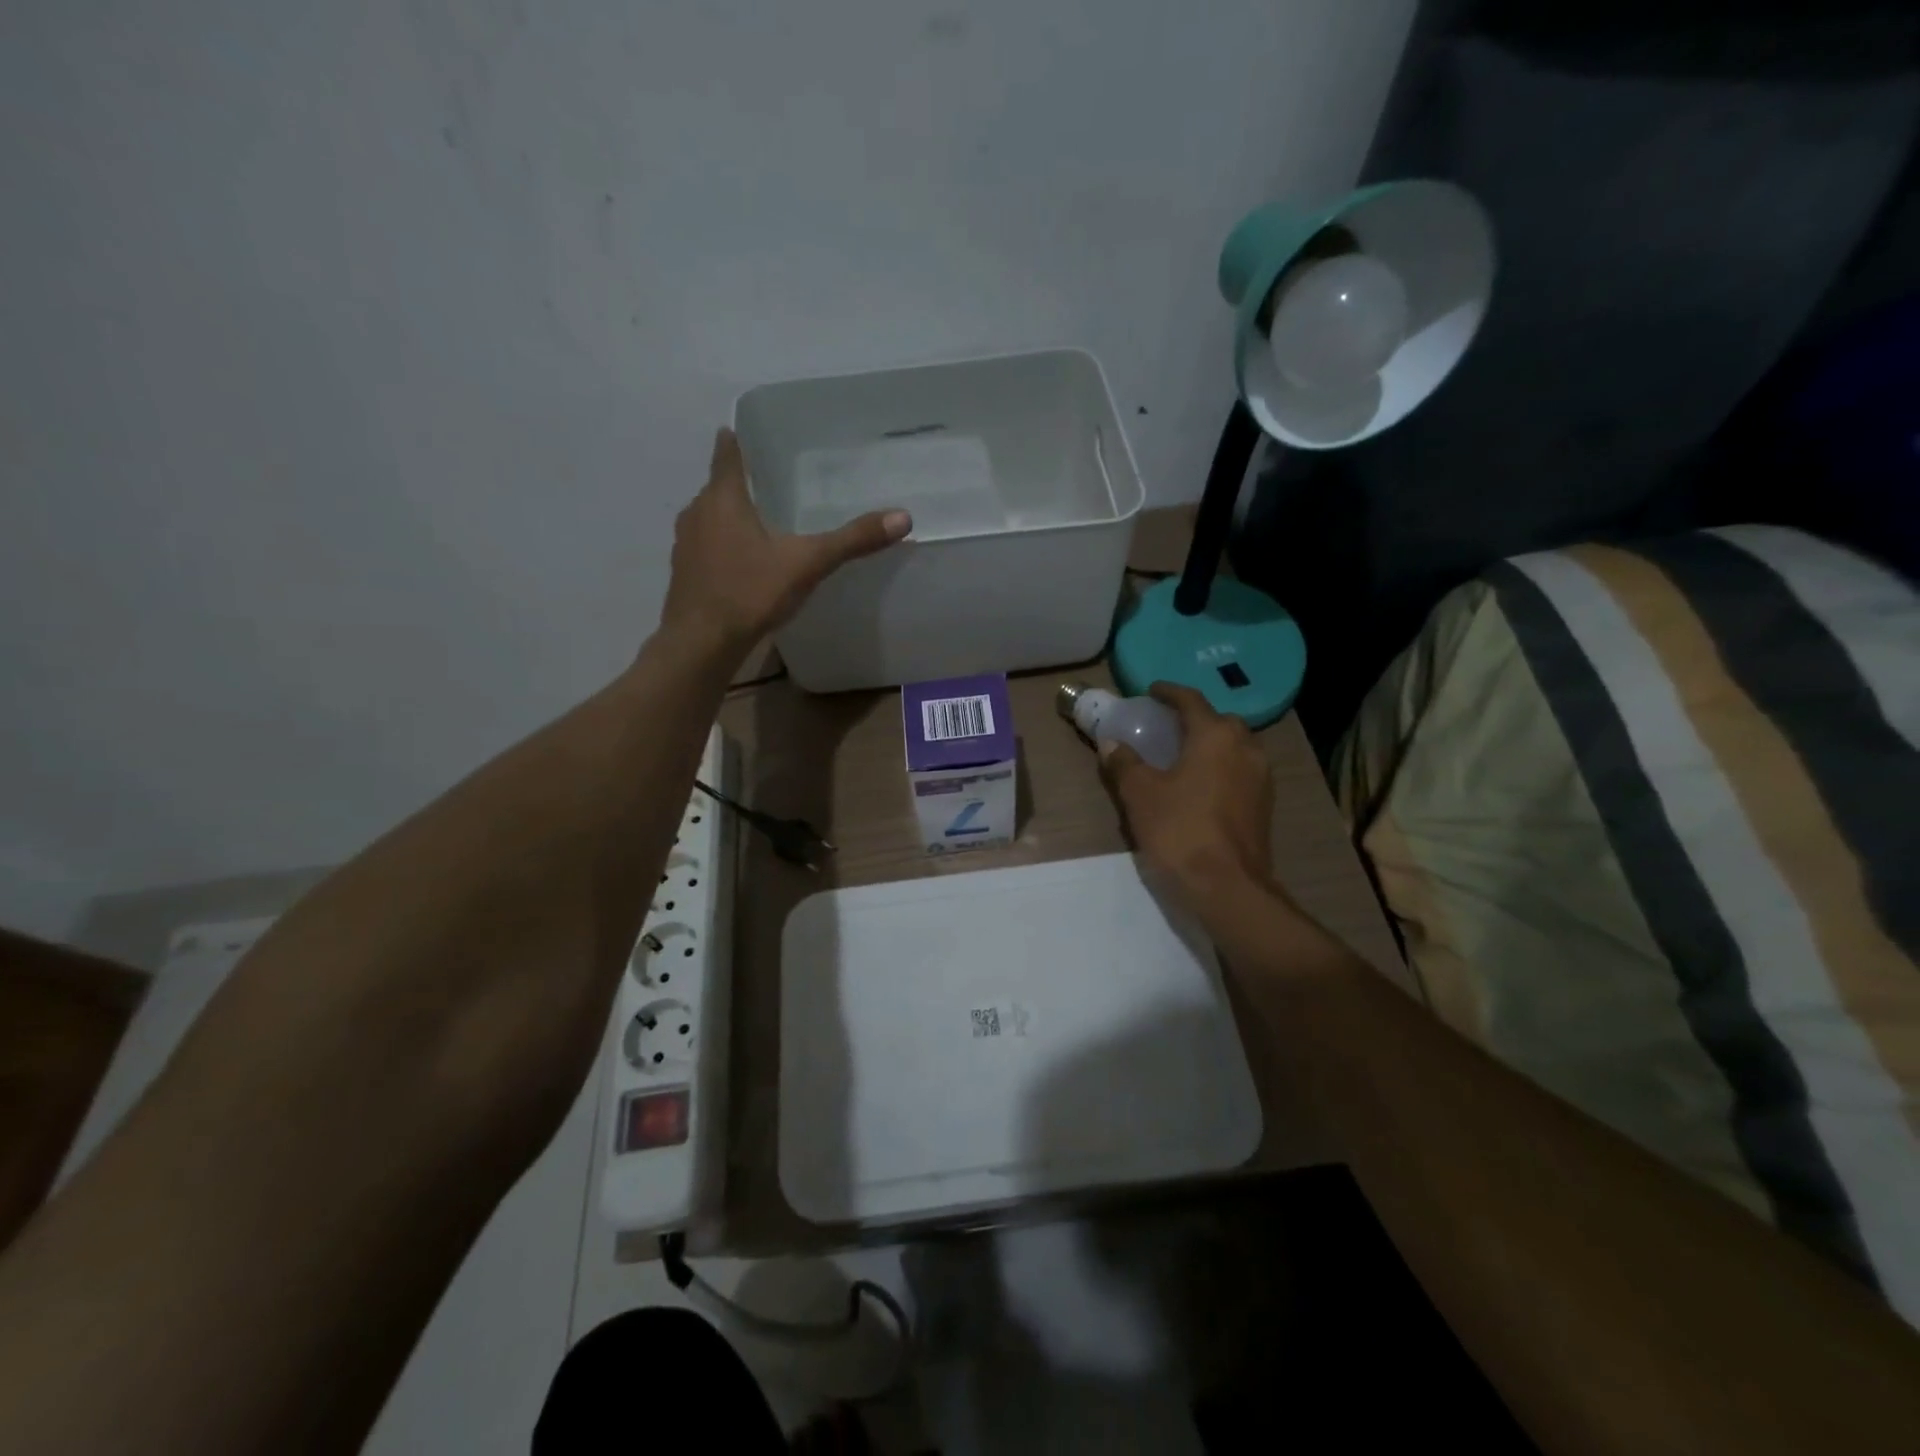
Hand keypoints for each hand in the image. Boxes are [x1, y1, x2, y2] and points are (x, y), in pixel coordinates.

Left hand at [660, 428, 911, 651]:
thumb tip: (902, 517)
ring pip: (711, 518)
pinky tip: (746, 563)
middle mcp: (697, 512)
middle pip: (719, 486)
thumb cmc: (750, 592)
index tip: (750, 432)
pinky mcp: (685, 573)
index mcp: (723, 498)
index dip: (737, 440)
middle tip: (775, 482)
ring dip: (732, 516)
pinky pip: (707, 547)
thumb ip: (852, 540)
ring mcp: (686, 544)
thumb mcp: (807, 564)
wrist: (701, 643)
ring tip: (764, 521)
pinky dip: (724, 546)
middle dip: (743, 483)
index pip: (726, 454)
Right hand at [1099, 683, 1273, 913]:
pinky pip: (1241, 772)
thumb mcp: (1140, 794)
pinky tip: (1201, 786)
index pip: (1191, 701)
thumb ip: (1124, 763)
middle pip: (1219, 721)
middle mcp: (1245, 748)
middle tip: (1167, 726)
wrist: (1227, 887)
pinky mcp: (1264, 805)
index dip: (1169, 693)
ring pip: (1235, 747)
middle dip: (1194, 719)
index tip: (1152, 691)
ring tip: (1184, 756)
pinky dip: (1221, 768)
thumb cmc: (1180, 830)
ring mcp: (1260, 777)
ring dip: (1211, 744)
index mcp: (1215, 736)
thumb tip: (1111, 743)